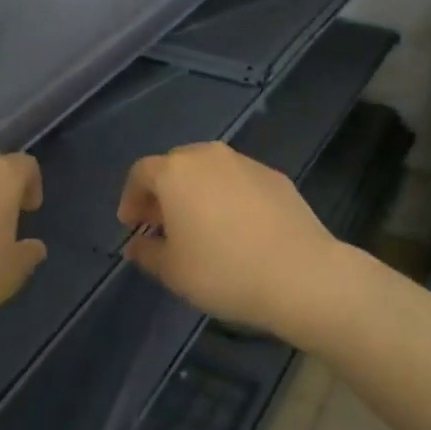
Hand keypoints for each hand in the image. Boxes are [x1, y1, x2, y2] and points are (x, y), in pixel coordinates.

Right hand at [116, 143, 348, 337]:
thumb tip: (137, 244)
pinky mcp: (275, 176)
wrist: (299, 273)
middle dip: (163, 192)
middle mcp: (209, 156)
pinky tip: (236, 227)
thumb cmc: (223, 270)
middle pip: (176, 165)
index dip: (131, 198)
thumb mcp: (173, 271)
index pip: (141, 173)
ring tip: (199, 226)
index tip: (132, 225)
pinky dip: (228, 196)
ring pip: (210, 170)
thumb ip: (147, 252)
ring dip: (197, 191)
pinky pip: (239, 180)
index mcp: (176, 172)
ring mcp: (246, 163)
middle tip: (162, 224)